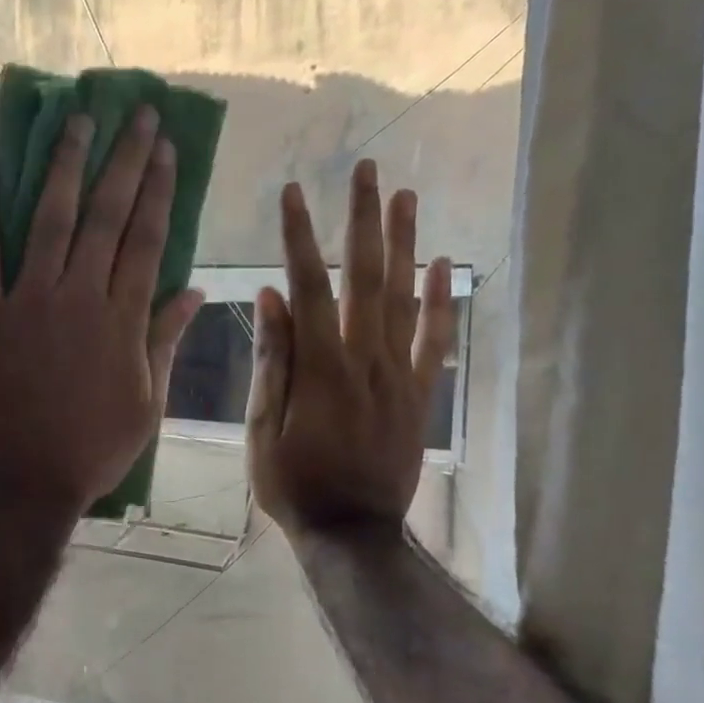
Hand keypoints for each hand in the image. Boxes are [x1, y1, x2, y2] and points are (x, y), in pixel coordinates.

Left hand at [0, 108, 203, 517]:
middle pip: (106, 215)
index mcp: (123, 318)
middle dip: (123, 160)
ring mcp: (28, 300)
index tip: (164, 148)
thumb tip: (197, 292)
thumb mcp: (147, 402)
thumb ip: (166, 341)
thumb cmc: (90, 448)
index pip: (146, 239)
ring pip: (52, 219)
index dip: (157, 189)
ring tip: (76, 121)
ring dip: (65, 166)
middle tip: (134, 114)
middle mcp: (79, 295)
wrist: (22, 476)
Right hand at [246, 160, 454, 536]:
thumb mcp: (262, 428)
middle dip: (362, 220)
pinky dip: (441, 300)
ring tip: (404, 196)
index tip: (293, 192)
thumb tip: (271, 297)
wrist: (352, 531)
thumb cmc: (293, 483)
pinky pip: (435, 339)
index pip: (308, 287)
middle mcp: (365, 358)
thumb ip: (272, 361)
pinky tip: (442, 264)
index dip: (299, 237)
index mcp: (320, 367)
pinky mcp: (418, 393)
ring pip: (404, 297)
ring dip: (403, 243)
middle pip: (365, 277)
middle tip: (366, 171)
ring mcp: (398, 374)